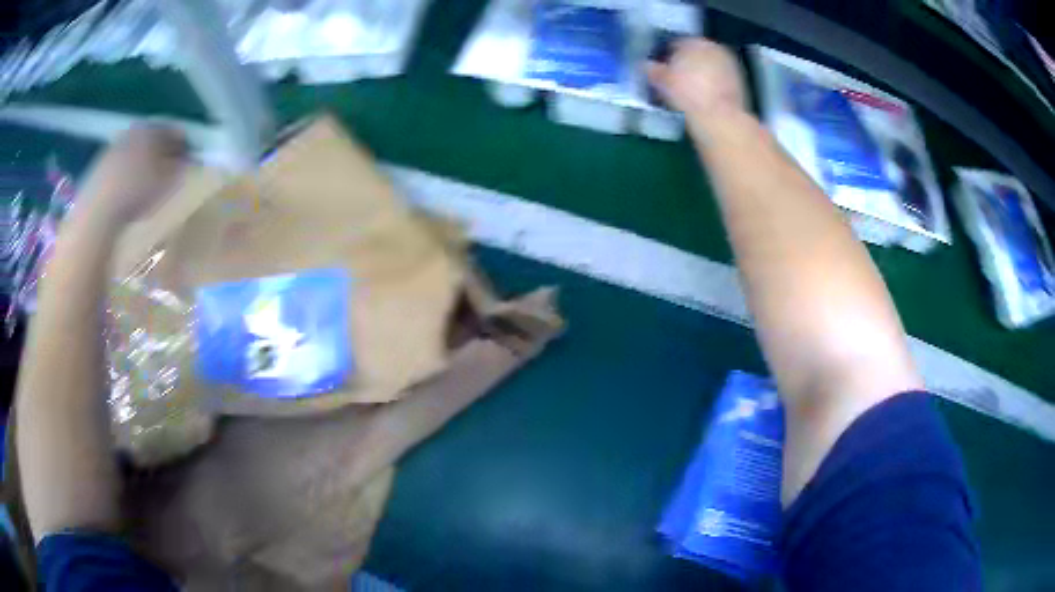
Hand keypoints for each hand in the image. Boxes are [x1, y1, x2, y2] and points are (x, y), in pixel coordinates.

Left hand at [77, 124, 188, 225]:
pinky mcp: (101, 165)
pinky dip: (129, 174)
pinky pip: (122, 165)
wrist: (97, 210)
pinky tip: (130, 193)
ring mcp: (116, 146)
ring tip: (149, 186)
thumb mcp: (167, 181)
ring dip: (145, 164)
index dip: (186, 146)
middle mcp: (135, 130)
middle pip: (155, 138)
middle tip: (170, 174)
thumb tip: (190, 159)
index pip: (176, 131)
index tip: (191, 163)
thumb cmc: (137, 191)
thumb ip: (181, 166)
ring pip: (138, 150)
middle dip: (163, 153)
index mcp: (154, 128)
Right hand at [648, 39, 746, 129]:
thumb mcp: (661, 81)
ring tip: (688, 90)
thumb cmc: (687, 94)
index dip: (665, 55)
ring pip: (709, 66)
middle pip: (695, 53)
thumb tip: (645, 65)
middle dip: (685, 63)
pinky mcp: (740, 83)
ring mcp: (730, 64)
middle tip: (674, 79)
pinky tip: (703, 98)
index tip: (659, 68)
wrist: (720, 119)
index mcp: (694, 41)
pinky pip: (720, 79)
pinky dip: (712, 85)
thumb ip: (652, 69)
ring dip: (700, 74)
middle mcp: (714, 47)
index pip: (674, 43)